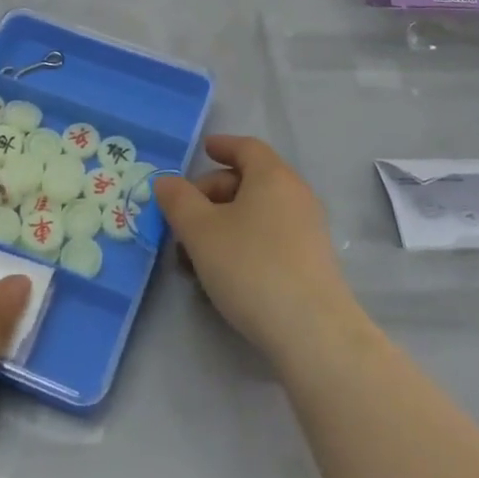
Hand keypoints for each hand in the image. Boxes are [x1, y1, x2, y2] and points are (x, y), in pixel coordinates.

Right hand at [154, 136, 368, 371]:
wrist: (312, 332)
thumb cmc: (251, 267)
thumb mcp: (201, 232)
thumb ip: (179, 201)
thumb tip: (166, 182)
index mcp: (272, 176)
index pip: (246, 147)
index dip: (223, 146)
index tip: (204, 149)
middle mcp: (295, 194)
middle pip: (249, 180)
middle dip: (212, 194)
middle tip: (183, 219)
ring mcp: (307, 229)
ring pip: (257, 213)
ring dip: (223, 224)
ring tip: (195, 255)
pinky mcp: (311, 261)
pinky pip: (270, 237)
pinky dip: (243, 243)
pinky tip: (223, 274)